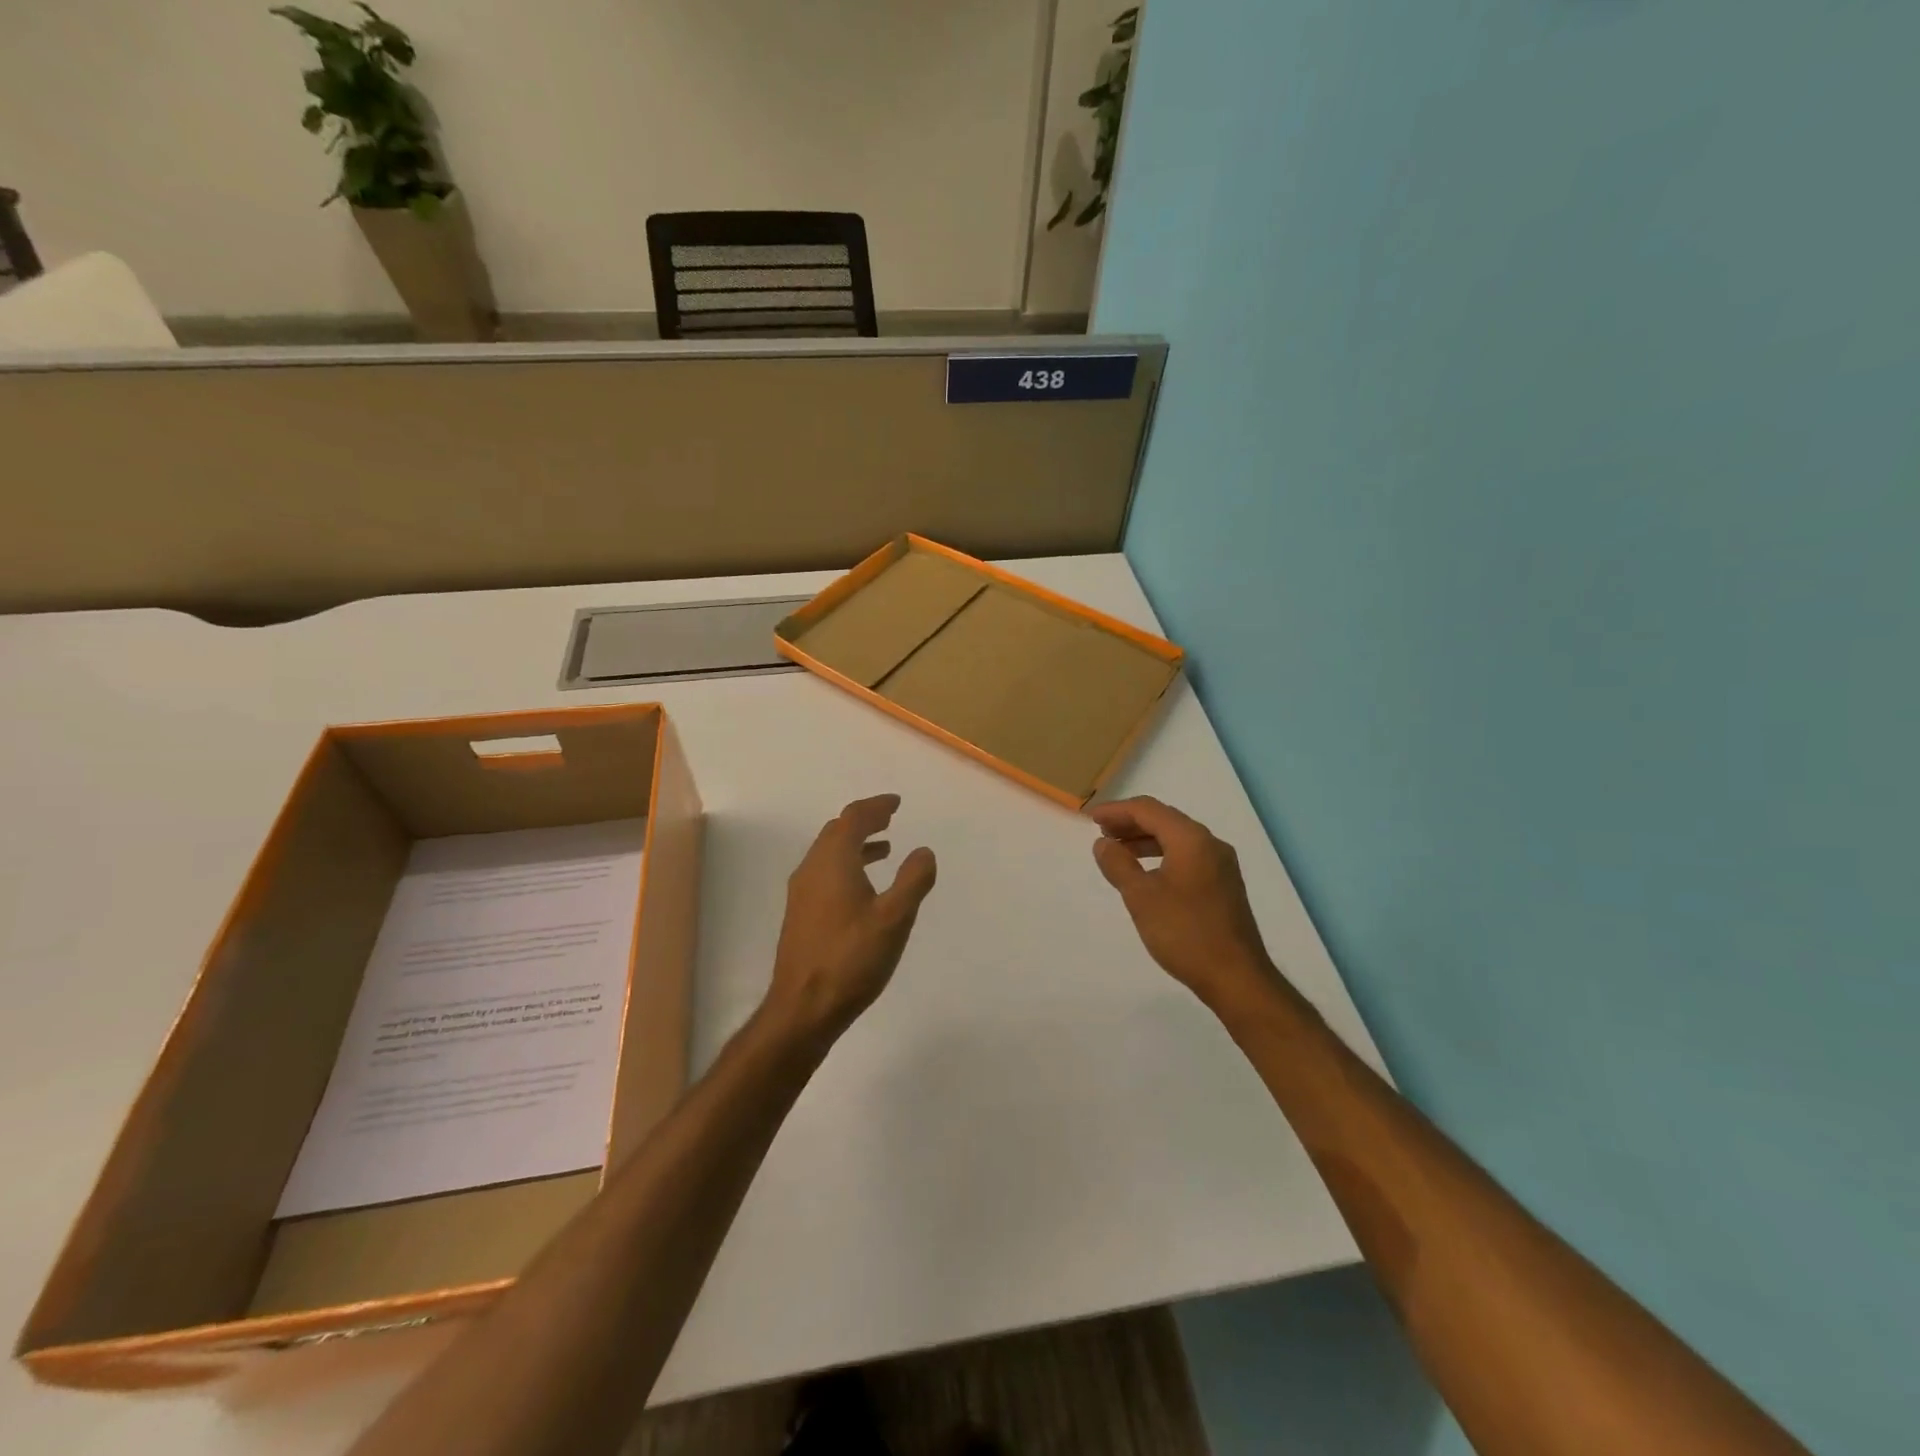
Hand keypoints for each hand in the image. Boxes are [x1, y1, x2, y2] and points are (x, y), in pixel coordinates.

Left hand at [766, 794, 937, 1043]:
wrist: (803, 1007)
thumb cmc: (852, 958)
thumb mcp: (894, 918)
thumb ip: (913, 880)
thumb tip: (923, 851)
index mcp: (833, 861)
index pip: (853, 818)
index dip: (876, 806)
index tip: (895, 803)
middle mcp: (812, 869)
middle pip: (837, 831)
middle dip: (864, 821)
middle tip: (889, 818)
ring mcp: (802, 893)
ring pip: (829, 854)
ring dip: (855, 844)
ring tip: (884, 848)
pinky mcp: (801, 914)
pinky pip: (825, 873)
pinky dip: (846, 865)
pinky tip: (863, 888)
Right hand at [1090, 796, 1280, 1011]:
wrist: (1236, 977)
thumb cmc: (1185, 933)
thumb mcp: (1141, 897)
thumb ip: (1118, 865)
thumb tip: (1103, 844)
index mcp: (1192, 839)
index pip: (1148, 810)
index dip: (1116, 810)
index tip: (1091, 819)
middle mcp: (1210, 844)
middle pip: (1165, 819)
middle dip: (1130, 822)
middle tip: (1101, 832)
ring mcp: (1220, 865)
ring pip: (1177, 838)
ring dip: (1145, 839)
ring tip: (1117, 851)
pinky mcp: (1223, 884)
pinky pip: (1187, 855)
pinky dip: (1161, 855)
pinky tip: (1146, 872)